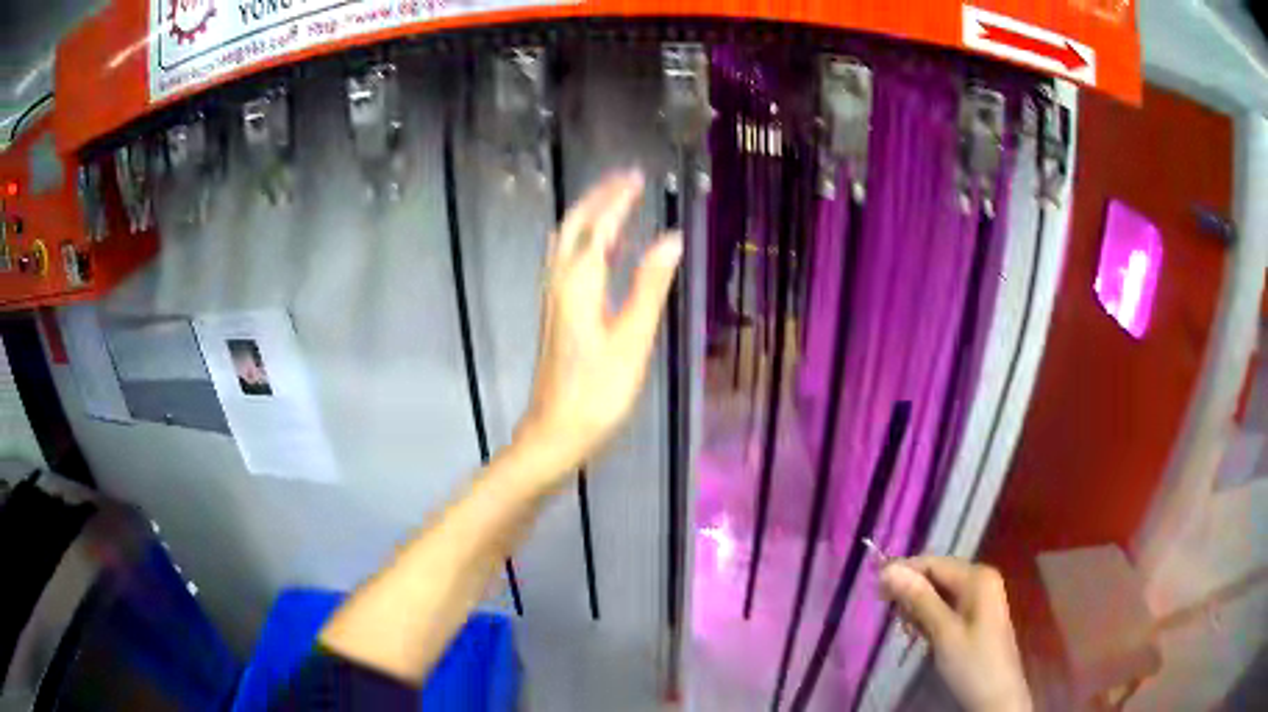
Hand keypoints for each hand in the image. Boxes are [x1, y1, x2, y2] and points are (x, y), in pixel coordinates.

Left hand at [513, 170, 681, 485]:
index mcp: (578, 283)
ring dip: (589, 217)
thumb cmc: (598, 391)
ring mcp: (554, 298)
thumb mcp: (632, 340)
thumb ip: (650, 286)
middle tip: (626, 180)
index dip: (618, 199)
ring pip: (567, 243)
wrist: (556, 432)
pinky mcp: (556, 314)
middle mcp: (560, 282)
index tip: (637, 176)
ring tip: (616, 203)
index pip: (599, 227)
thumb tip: (671, 238)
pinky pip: (568, 262)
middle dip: (598, 198)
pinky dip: (586, 242)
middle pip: (575, 227)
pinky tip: (604, 251)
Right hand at [881, 557, 1031, 711]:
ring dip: (919, 607)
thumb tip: (889, 569)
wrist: (996, 697)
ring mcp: (981, 596)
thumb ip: (919, 599)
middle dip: (912, 592)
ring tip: (908, 630)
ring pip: (939, 592)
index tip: (875, 589)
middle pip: (936, 575)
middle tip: (891, 615)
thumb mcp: (943, 632)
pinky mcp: (977, 614)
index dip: (903, 571)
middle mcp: (981, 579)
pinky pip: (947, 605)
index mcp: (977, 577)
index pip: (933, 562)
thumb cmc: (971, 663)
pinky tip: (921, 633)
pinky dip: (930, 616)